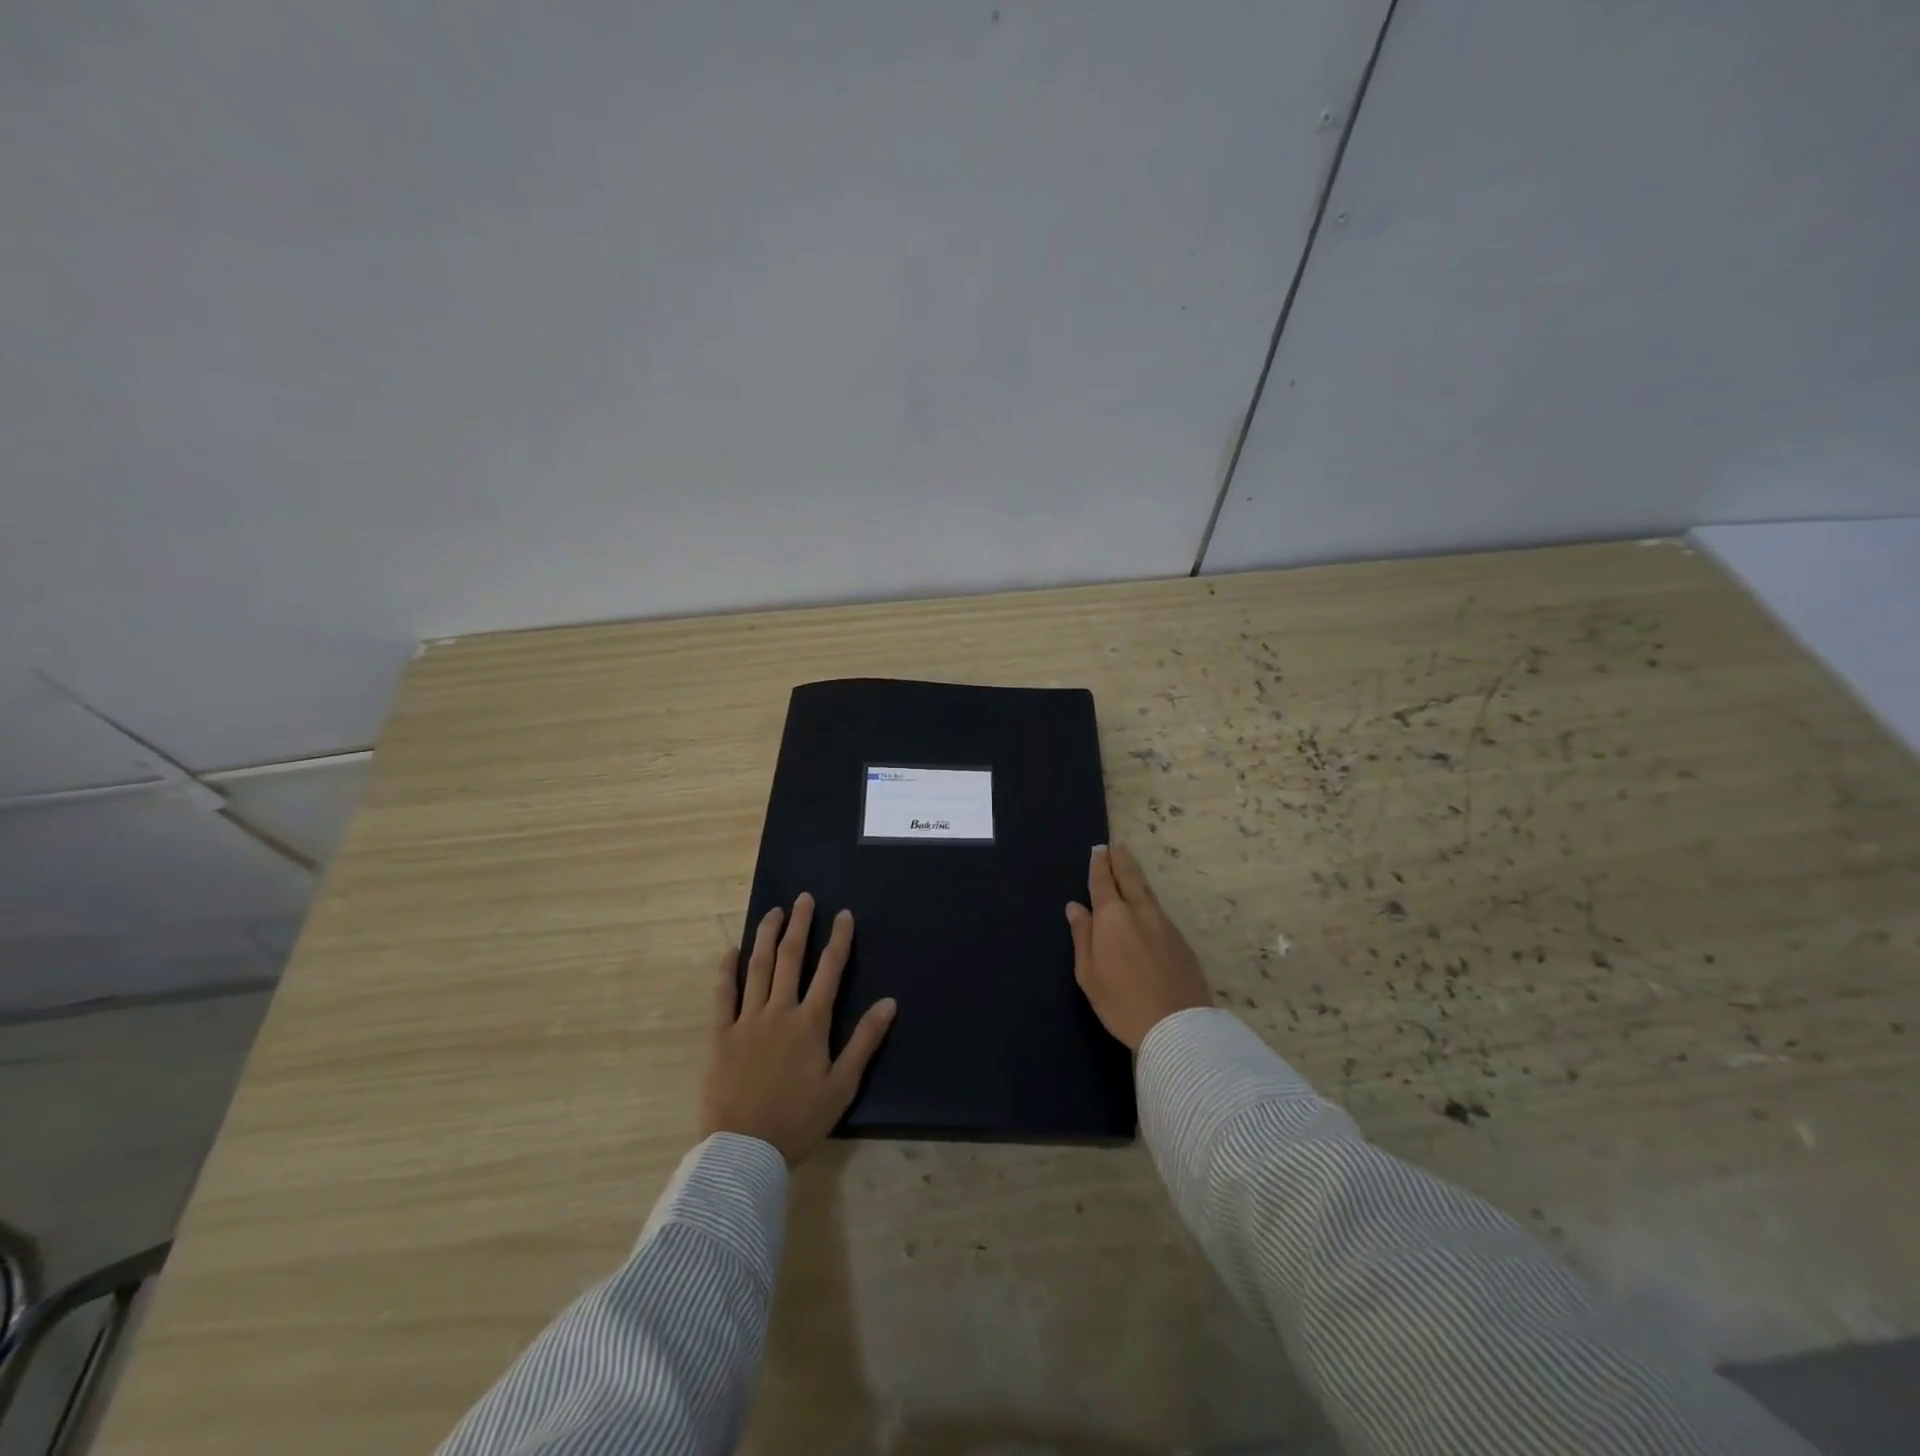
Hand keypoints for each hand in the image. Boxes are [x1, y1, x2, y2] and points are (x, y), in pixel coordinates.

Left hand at [702, 893, 896, 1165]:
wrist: (744, 1153)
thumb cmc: (799, 1121)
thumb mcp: (842, 1085)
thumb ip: (864, 1040)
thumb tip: (889, 1002)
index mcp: (811, 1023)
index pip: (829, 970)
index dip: (839, 939)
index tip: (843, 914)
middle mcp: (779, 1011)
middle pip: (791, 958)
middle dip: (800, 925)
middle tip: (805, 898)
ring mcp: (746, 1020)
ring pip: (758, 968)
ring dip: (767, 936)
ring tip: (774, 911)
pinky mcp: (720, 1035)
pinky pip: (722, 995)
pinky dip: (726, 971)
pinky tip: (730, 950)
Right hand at [1066, 844, 1211, 1051]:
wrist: (1178, 1028)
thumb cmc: (1122, 1003)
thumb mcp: (1089, 974)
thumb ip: (1082, 937)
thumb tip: (1075, 907)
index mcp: (1112, 918)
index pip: (1103, 883)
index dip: (1099, 865)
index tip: (1099, 849)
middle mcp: (1140, 912)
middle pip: (1130, 878)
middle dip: (1121, 860)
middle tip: (1116, 846)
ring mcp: (1165, 925)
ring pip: (1148, 892)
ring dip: (1136, 876)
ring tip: (1129, 867)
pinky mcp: (1181, 941)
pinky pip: (1159, 911)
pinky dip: (1149, 899)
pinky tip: (1146, 906)